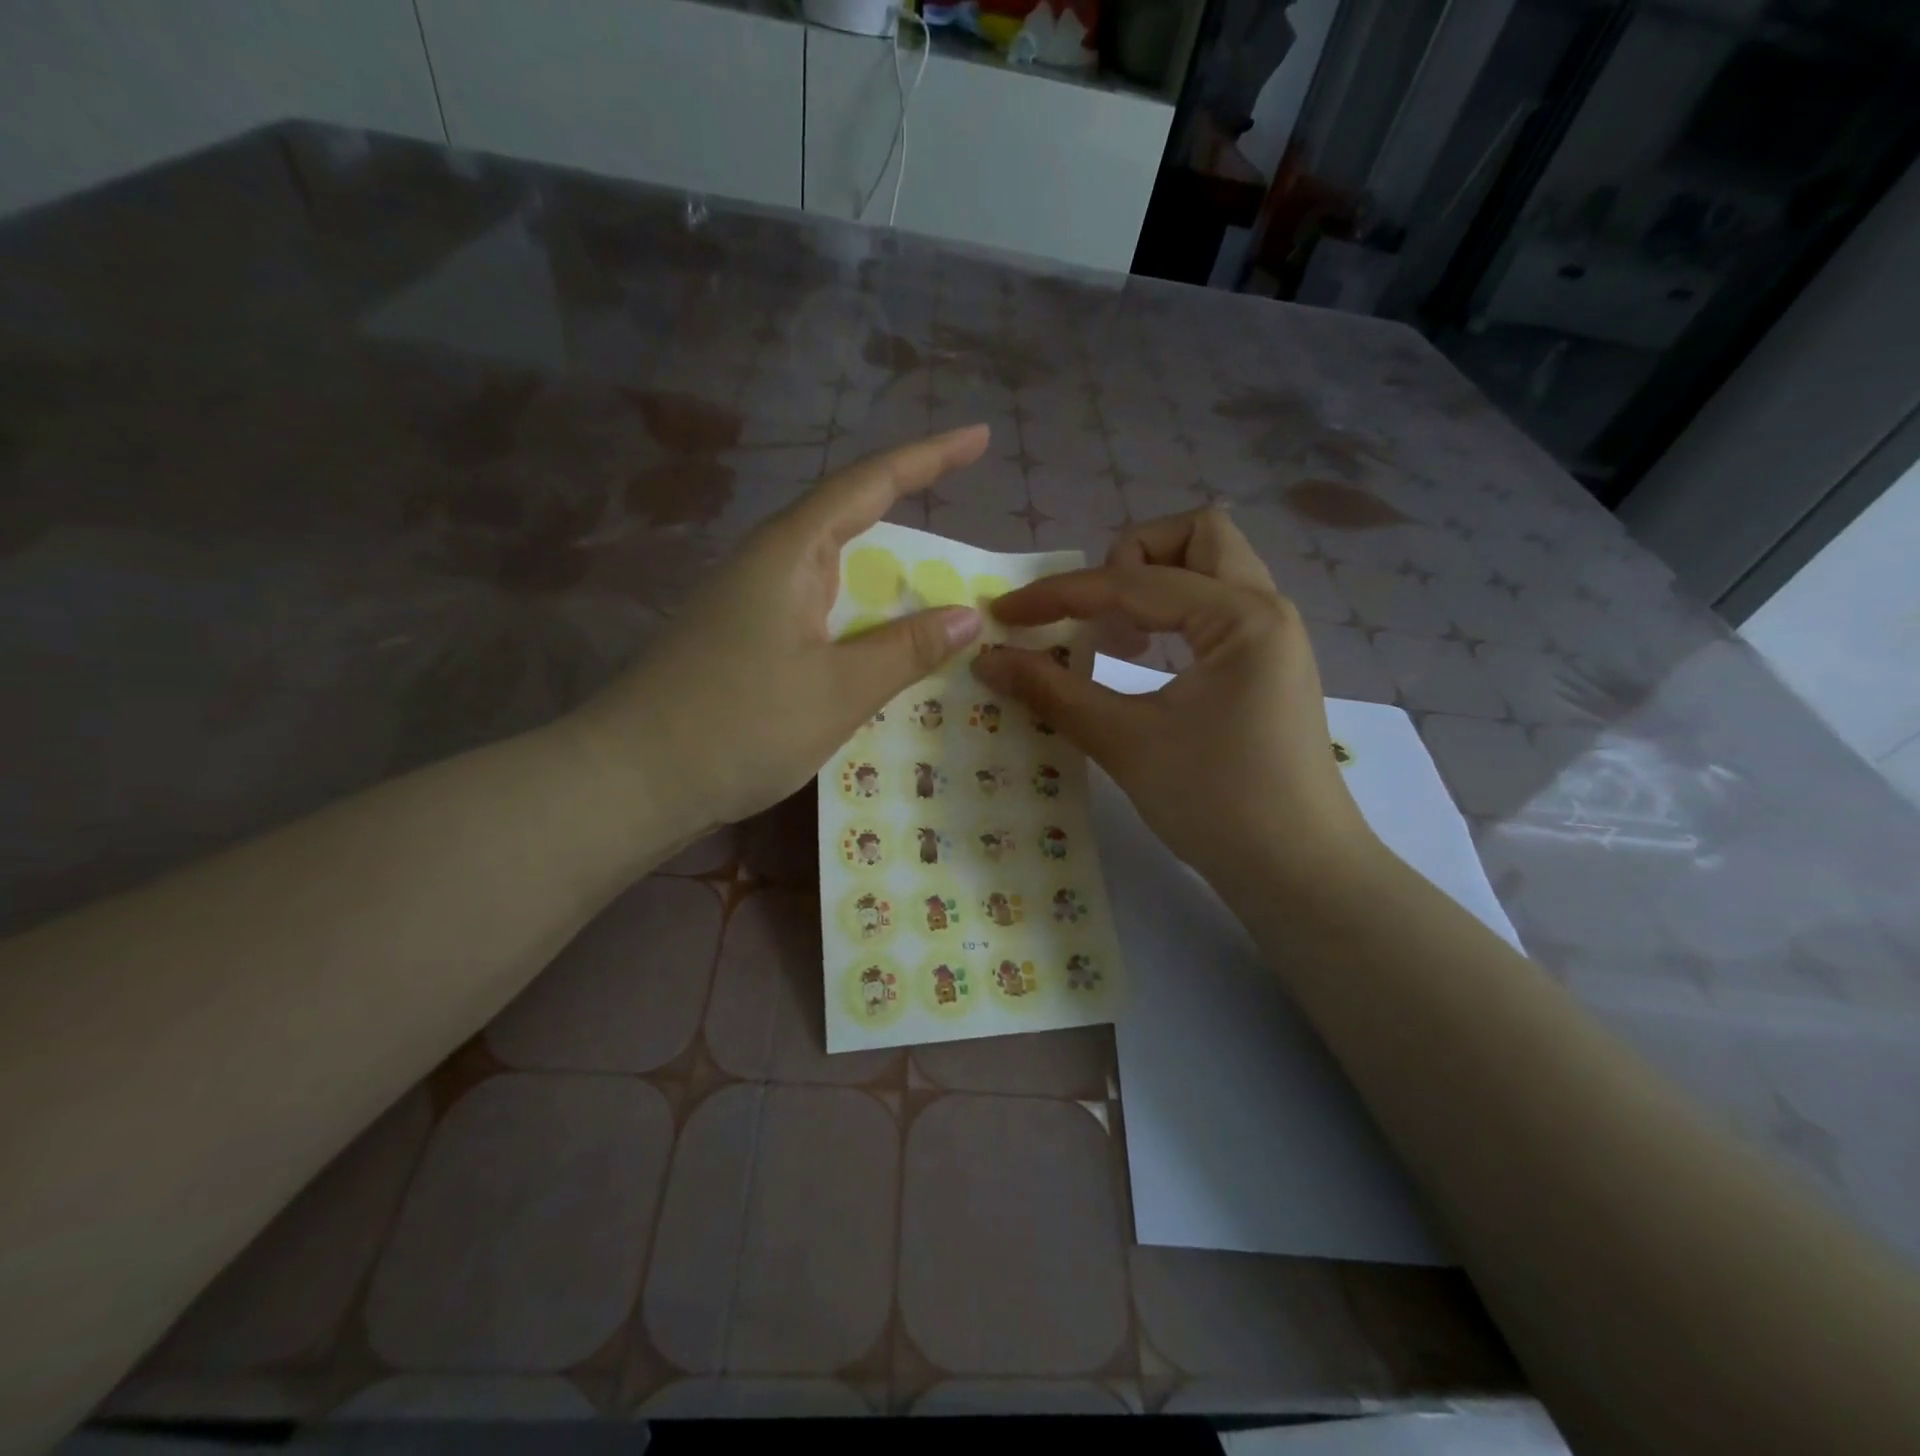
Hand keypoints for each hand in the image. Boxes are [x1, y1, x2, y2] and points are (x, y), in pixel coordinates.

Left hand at [571, 427, 988, 833]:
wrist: (633, 780)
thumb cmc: (738, 724)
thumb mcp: (839, 690)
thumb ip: (906, 649)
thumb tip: (966, 617)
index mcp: (791, 552)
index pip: (870, 484)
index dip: (929, 456)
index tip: (979, 436)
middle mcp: (771, 565)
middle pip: (852, 523)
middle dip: (912, 522)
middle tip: (968, 541)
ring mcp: (754, 604)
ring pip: (837, 576)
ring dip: (889, 584)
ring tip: (942, 598)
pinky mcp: (747, 642)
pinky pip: (821, 615)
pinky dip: (863, 623)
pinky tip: (884, 649)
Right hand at [972, 508, 1376, 898]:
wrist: (1298, 873)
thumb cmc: (1217, 803)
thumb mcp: (1127, 742)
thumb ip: (1054, 691)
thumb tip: (989, 659)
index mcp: (1240, 616)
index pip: (1132, 583)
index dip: (1059, 594)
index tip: (1005, 614)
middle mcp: (1265, 609)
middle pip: (1198, 535)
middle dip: (1132, 557)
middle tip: (1097, 613)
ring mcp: (1273, 638)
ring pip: (1213, 569)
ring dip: (1157, 583)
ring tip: (1118, 637)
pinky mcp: (1268, 667)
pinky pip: (1218, 609)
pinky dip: (1176, 615)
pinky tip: (1147, 659)